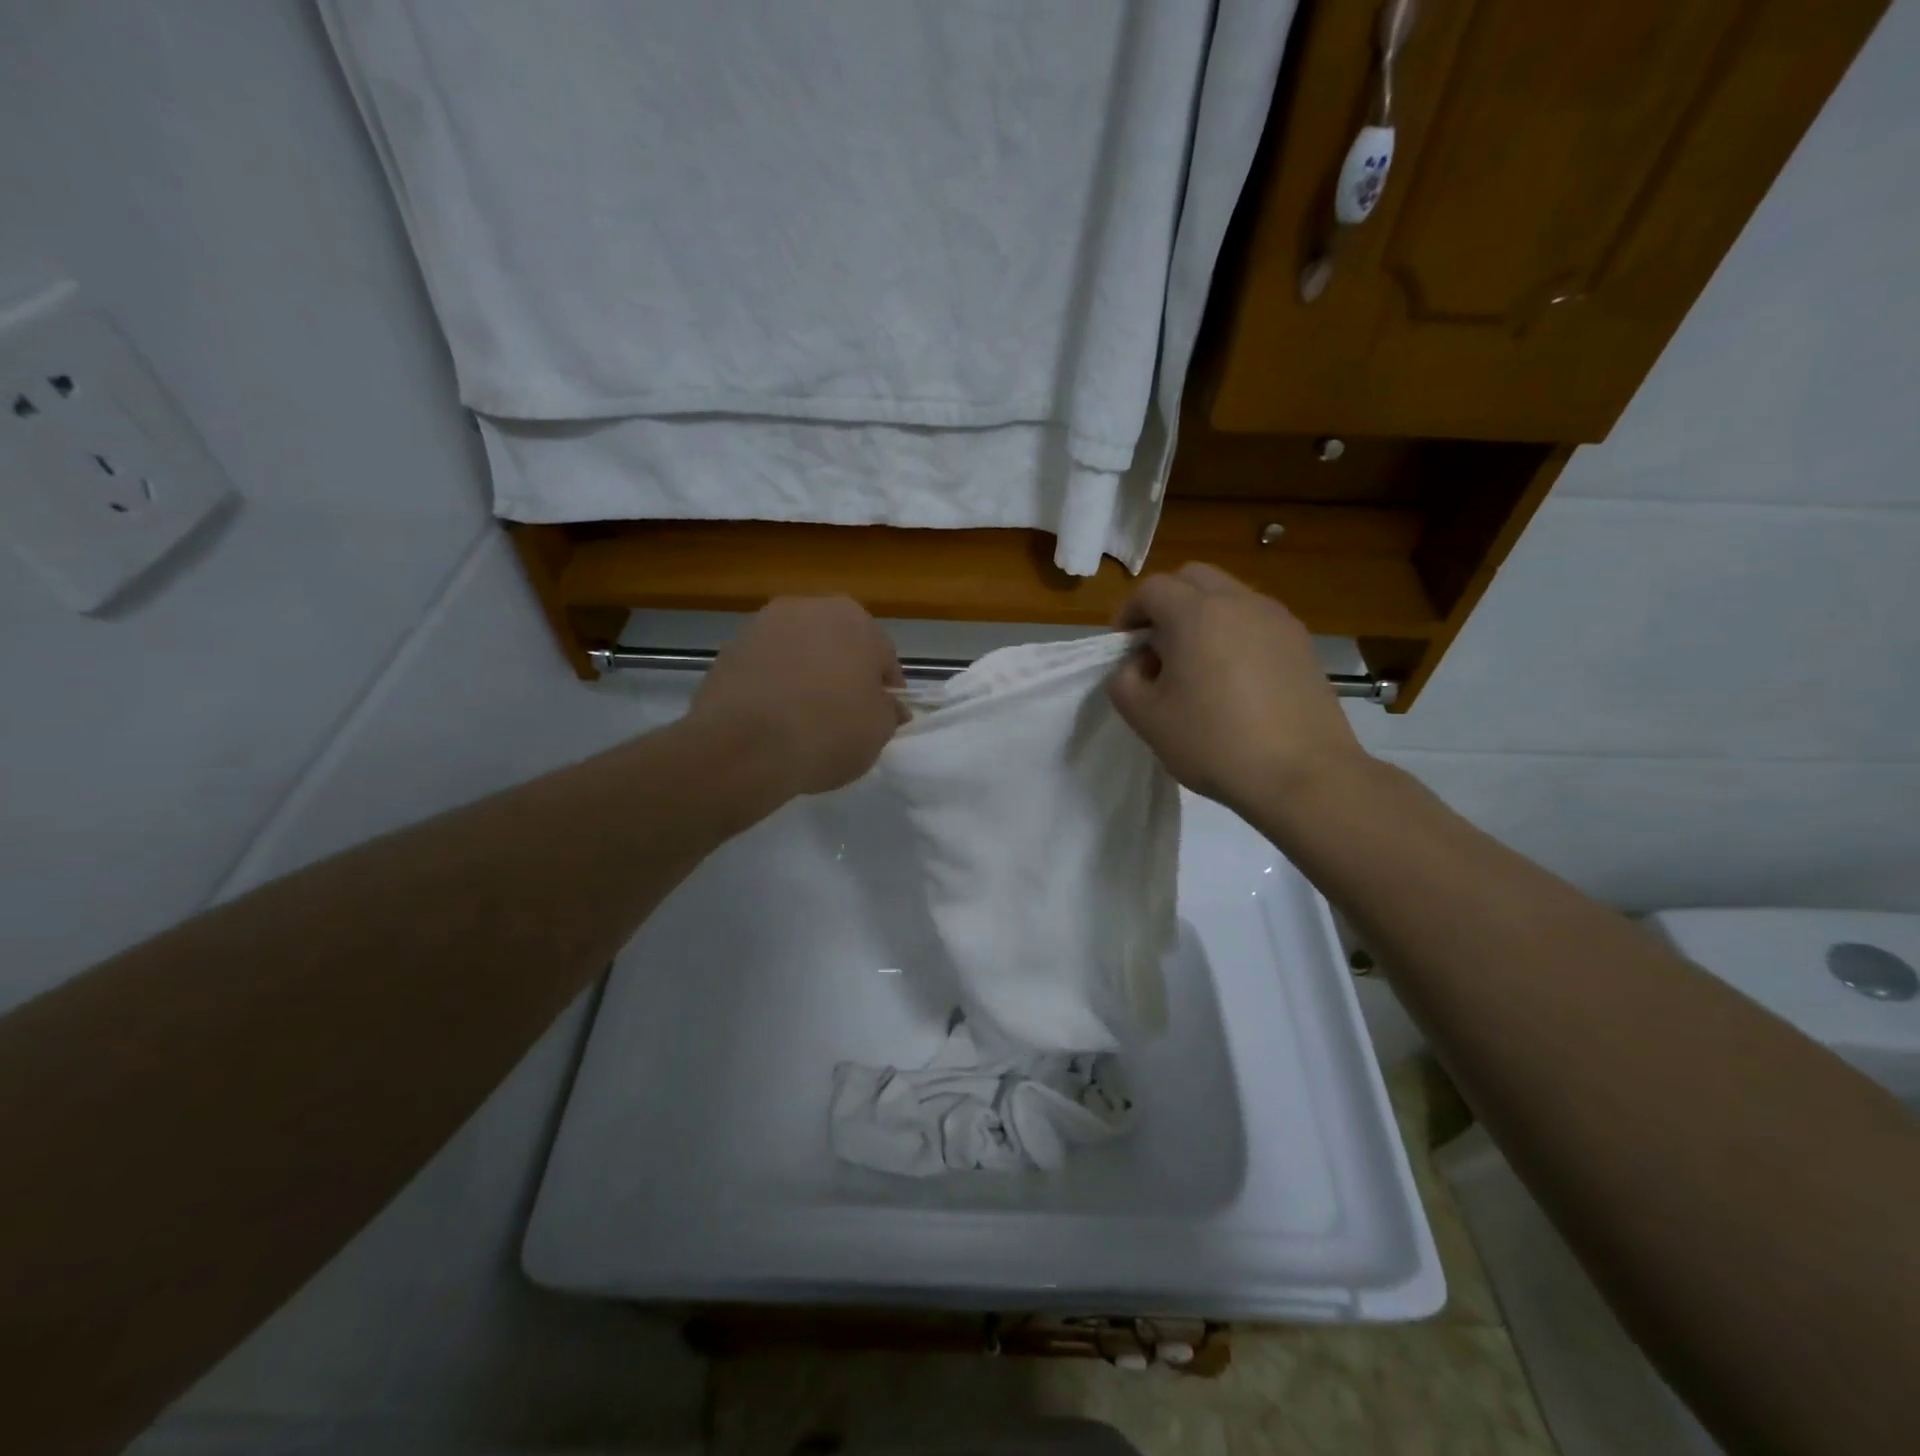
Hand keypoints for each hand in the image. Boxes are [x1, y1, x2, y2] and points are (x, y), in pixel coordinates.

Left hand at [693, 596, 905, 796]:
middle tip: (843, 715)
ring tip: (802, 718)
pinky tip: (772, 719)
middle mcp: (807, 608)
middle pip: (836, 644)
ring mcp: (761, 625)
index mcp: (854, 619)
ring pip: (797, 651)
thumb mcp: (879, 730)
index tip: (882, 717)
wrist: (745, 747)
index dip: (885, 689)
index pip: (882, 656)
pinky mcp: (727, 650)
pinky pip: (764, 667)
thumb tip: (888, 706)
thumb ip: (888, 711)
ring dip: (804, 674)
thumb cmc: (829, 731)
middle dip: (842, 673)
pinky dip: (771, 685)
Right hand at [1107, 563, 1368, 813]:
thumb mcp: (1146, 718)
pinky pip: (1256, 620)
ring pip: (1228, 595)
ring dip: (1202, 615)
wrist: (1302, 774)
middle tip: (1156, 645)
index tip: (1123, 646)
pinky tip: (1233, 678)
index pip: (1151, 589)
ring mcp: (1276, 619)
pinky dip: (1234, 632)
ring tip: (1196, 664)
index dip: (1128, 612)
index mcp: (1195, 613)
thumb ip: (1124, 680)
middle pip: (1192, 578)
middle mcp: (1238, 601)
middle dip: (1166, 602)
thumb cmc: (1214, 743)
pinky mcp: (1301, 643)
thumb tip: (1137, 664)